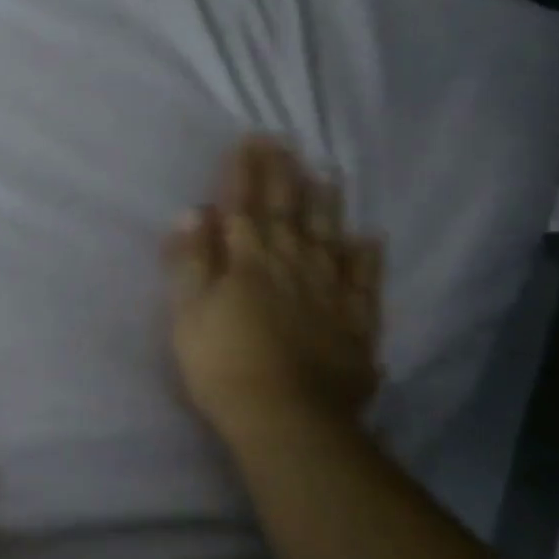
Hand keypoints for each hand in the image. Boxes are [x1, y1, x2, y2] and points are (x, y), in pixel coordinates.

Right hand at [165, 136, 383, 441]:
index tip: (249, 139)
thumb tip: (193, 212)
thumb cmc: (222, 366)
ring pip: (327, 238)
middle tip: (285, 142)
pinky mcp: (355, 323)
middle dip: (283, 176)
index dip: (244, 173)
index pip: (243, 208)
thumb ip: (190, 261)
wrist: (286, 420)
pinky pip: (364, 282)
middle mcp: (290, 267)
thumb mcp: (188, 313)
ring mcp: (328, 294)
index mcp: (247, 264)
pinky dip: (367, 258)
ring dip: (326, 205)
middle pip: (286, 214)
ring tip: (327, 173)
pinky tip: (370, 238)